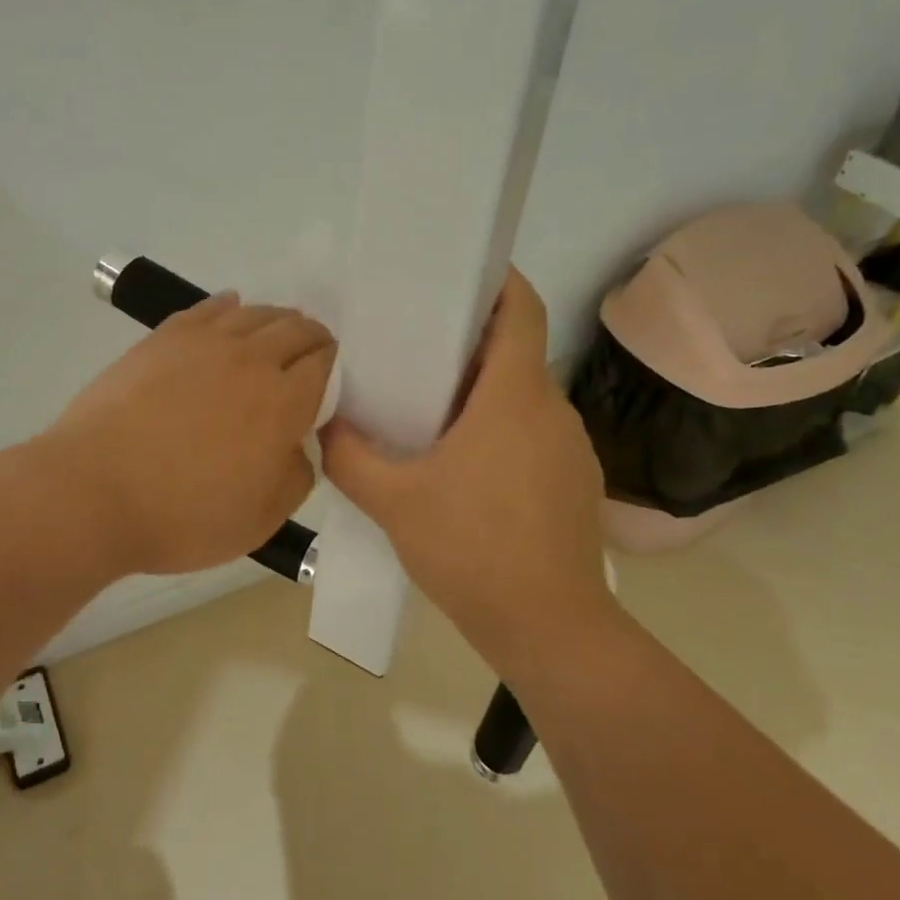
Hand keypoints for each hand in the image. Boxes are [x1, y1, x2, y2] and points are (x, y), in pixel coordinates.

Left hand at [47, 293, 335, 575]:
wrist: (94, 492)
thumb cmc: (184, 516)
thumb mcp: (262, 519)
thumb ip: (297, 475)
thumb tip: (299, 444)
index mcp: (283, 402)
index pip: (326, 365)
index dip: (336, 368)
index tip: (332, 381)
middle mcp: (251, 359)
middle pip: (296, 329)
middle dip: (313, 339)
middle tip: (311, 356)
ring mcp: (204, 343)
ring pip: (255, 313)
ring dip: (276, 320)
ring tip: (275, 334)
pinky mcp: (163, 338)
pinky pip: (207, 308)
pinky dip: (228, 306)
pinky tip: (231, 309)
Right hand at [321, 267, 612, 673]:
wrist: (549, 628)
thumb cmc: (473, 550)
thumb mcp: (394, 502)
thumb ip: (350, 456)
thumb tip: (325, 424)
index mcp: (514, 396)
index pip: (521, 311)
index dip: (499, 280)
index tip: (460, 271)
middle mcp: (552, 410)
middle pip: (515, 352)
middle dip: (469, 341)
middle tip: (414, 345)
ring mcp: (570, 447)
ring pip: (523, 396)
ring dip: (482, 391)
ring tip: (428, 407)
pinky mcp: (574, 481)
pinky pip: (533, 433)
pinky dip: (500, 428)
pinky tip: (463, 465)